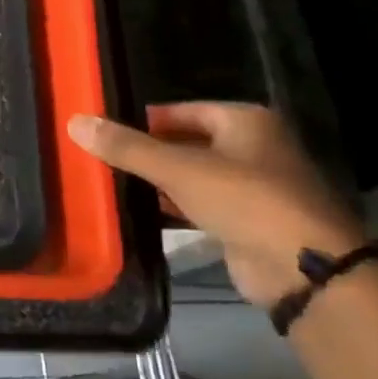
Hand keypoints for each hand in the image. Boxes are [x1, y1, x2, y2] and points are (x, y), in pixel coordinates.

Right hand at [68, 102, 365, 307]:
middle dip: (148, 151)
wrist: (301, 267)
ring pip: (193, 177)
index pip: (182, 111)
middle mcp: (254, 149)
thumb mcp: (178, 168)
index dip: (145, 119)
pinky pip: (199, 207)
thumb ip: (127, 147)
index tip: (107, 130)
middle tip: (102, 157)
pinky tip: (139, 212)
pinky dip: (173, 208)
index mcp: (246, 122)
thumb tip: (76, 121)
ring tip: (112, 183)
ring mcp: (253, 188)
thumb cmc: (244, 199)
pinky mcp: (246, 223)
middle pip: (187, 143)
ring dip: (159, 182)